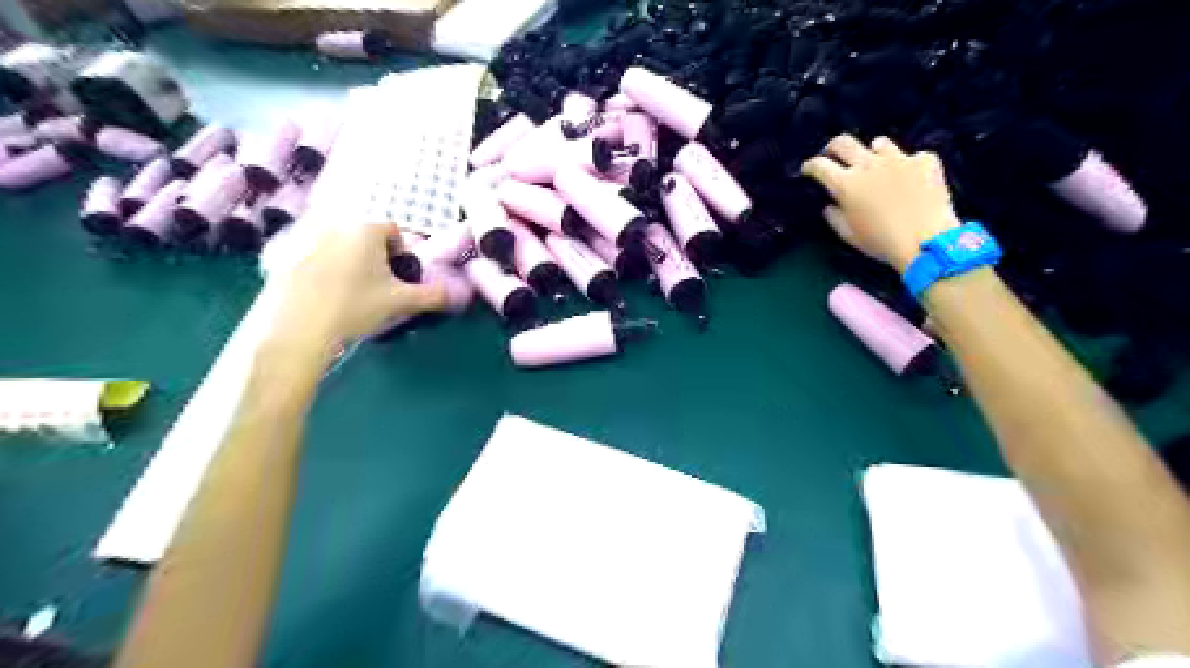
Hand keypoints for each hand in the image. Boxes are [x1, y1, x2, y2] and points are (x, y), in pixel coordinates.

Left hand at [275, 221, 449, 356]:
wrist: (297, 326)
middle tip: (377, 287)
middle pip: (365, 236)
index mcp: (366, 229)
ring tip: (350, 293)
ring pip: (340, 246)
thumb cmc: (355, 306)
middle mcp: (336, 225)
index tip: (399, 277)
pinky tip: (323, 295)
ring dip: (350, 262)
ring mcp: (306, 237)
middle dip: (374, 257)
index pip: (393, 230)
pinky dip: (324, 270)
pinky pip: (314, 256)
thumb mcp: (401, 302)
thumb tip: (455, 294)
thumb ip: (432, 295)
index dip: (401, 253)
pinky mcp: (284, 254)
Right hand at [803, 134, 959, 270]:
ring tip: (876, 166)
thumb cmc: (881, 242)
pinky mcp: (924, 160)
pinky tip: (912, 180)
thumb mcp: (849, 235)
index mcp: (846, 184)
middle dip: (833, 148)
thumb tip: (830, 206)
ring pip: (879, 143)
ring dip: (873, 154)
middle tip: (833, 156)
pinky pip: (912, 157)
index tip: (808, 169)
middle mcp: (868, 164)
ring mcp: (898, 158)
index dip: (810, 166)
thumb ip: (835, 217)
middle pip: (844, 142)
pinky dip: (908, 166)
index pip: (820, 165)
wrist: (927, 239)